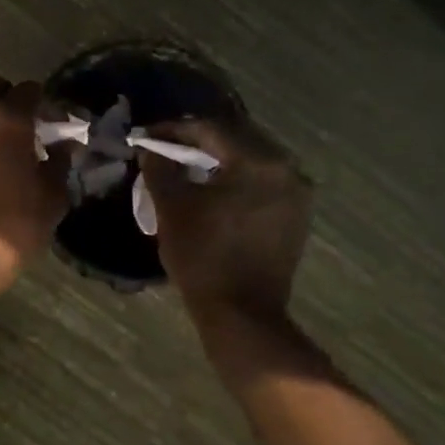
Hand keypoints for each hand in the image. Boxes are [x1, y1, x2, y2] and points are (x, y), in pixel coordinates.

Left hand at [0, 78, 67, 295]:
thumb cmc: (15, 220)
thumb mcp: (52, 193)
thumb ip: (59, 160)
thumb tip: (65, 144)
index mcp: (7, 116)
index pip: (29, 90)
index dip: (44, 104)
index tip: (54, 124)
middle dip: (12, 104)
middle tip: (28, 131)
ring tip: (4, 150)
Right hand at [140, 117, 312, 329]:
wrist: (242, 314)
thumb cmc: (202, 255)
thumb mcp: (171, 206)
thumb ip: (159, 168)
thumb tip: (150, 149)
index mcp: (257, 161)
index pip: (209, 130)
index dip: (173, 130)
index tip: (146, 136)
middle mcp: (286, 169)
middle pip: (235, 139)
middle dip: (197, 141)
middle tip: (165, 147)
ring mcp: (297, 193)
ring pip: (250, 159)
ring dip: (218, 159)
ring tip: (187, 168)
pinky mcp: (297, 214)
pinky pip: (263, 181)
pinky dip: (237, 178)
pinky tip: (214, 189)